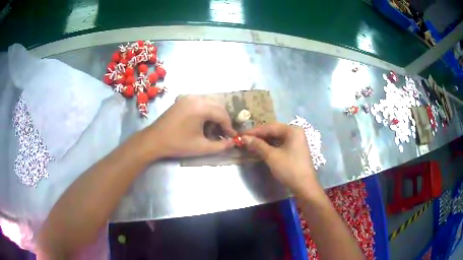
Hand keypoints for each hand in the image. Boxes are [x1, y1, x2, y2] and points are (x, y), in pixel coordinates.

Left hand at [143, 96, 236, 158]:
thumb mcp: (201, 147)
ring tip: (212, 129)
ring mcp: (187, 97)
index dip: (229, 126)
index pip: (222, 114)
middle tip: (223, 133)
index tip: (232, 137)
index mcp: (201, 107)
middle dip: (223, 120)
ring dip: (214, 115)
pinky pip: (200, 102)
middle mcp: (195, 98)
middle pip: (217, 106)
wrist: (154, 140)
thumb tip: (233, 143)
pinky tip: (202, 123)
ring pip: (209, 103)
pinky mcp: (182, 100)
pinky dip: (205, 111)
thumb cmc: (178, 144)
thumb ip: (220, 146)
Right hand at [242, 123, 319, 194]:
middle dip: (258, 136)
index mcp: (292, 130)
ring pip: (276, 138)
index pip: (269, 127)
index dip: (254, 131)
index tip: (240, 134)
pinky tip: (260, 149)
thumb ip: (258, 145)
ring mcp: (296, 141)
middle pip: (273, 131)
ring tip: (249, 144)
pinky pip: (280, 144)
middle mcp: (295, 132)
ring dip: (263, 141)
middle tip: (244, 139)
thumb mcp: (272, 156)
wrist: (304, 186)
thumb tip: (243, 138)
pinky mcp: (295, 149)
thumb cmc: (289, 169)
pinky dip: (270, 146)